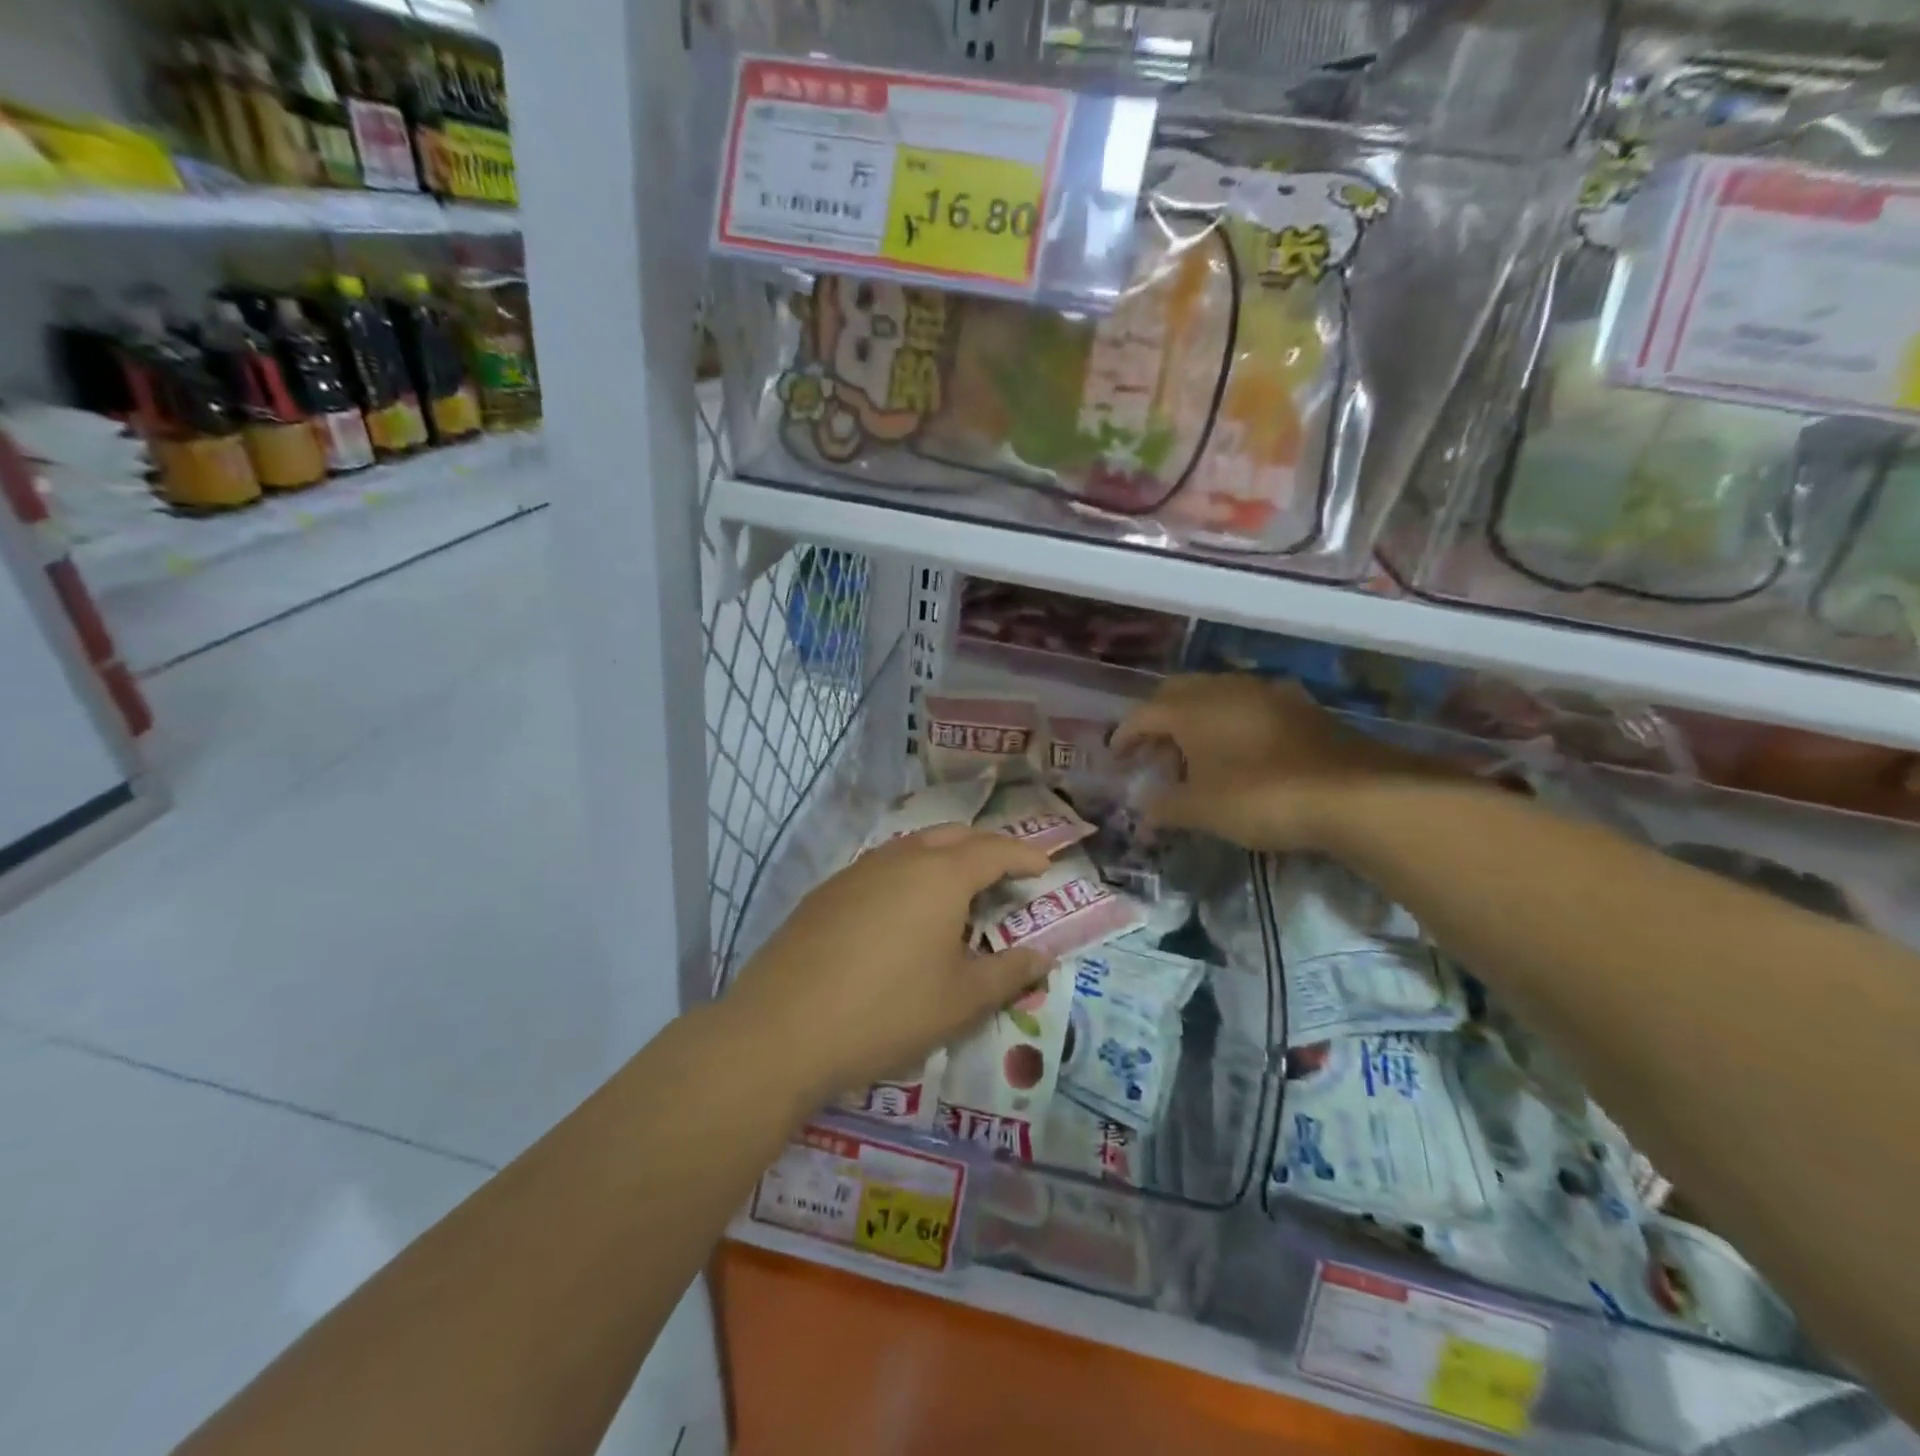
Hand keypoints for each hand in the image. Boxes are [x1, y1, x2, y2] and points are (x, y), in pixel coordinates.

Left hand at [726, 825, 1053, 1113]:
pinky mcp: (826, 892)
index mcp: (941, 876)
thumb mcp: (960, 1000)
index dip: (1024, 857)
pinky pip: (880, 868)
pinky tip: (901, 913)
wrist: (783, 1028)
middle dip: (984, 848)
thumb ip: (1008, 973)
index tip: (1044, 868)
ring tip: (955, 892)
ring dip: (942, 859)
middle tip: (1003, 874)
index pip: (995, 851)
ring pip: (912, 847)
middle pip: (952, 836)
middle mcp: (900, 859)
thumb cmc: (888, 1011)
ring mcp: (857, 871)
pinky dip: (906, 876)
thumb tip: (1042, 956)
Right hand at [1112, 674, 1441, 852]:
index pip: (1143, 714)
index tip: (1115, 756)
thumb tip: (1142, 807)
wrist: (1352, 793)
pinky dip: (1229, 721)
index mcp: (1191, 708)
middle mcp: (1223, 688)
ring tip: (1193, 754)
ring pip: (1214, 694)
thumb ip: (1164, 806)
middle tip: (1151, 751)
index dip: (1125, 735)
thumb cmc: (1259, 797)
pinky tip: (1238, 748)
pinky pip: (1247, 704)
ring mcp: (1264, 691)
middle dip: (1157, 719)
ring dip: (1194, 718)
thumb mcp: (1201, 810)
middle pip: (1176, 693)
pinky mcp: (1297, 705)